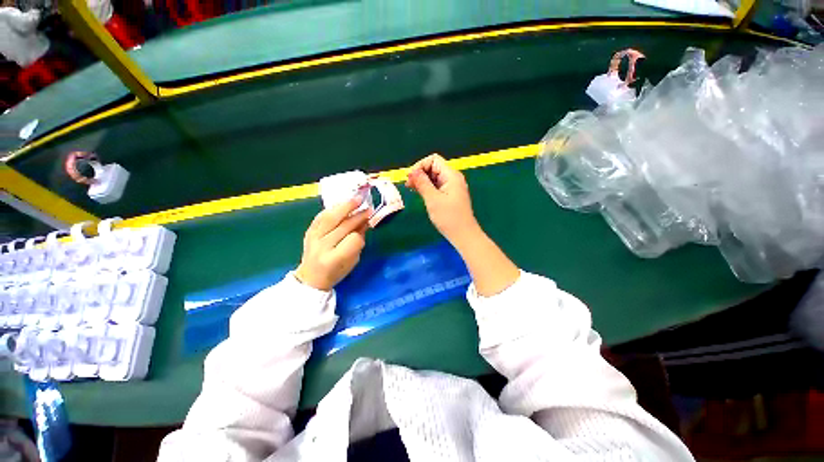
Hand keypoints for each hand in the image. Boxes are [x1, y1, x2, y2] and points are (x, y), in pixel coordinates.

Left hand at [295, 199, 368, 290]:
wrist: (311, 277)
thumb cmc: (336, 272)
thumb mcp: (353, 260)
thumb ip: (358, 241)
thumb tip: (365, 222)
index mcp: (334, 259)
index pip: (353, 240)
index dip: (361, 233)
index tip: (367, 227)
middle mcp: (322, 247)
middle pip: (343, 226)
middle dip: (358, 216)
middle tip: (368, 208)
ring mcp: (313, 238)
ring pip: (331, 217)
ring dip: (345, 206)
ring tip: (357, 199)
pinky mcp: (308, 231)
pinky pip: (321, 216)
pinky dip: (333, 209)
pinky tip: (342, 205)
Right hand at [406, 154, 479, 243]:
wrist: (463, 235)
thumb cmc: (449, 217)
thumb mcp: (433, 199)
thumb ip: (422, 183)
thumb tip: (412, 171)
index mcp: (451, 175)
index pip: (433, 160)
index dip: (420, 165)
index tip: (410, 178)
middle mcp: (453, 178)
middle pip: (434, 167)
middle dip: (420, 173)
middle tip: (408, 185)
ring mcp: (452, 187)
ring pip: (434, 177)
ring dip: (422, 181)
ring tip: (411, 189)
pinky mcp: (450, 195)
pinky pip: (437, 186)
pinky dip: (428, 188)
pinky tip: (420, 193)